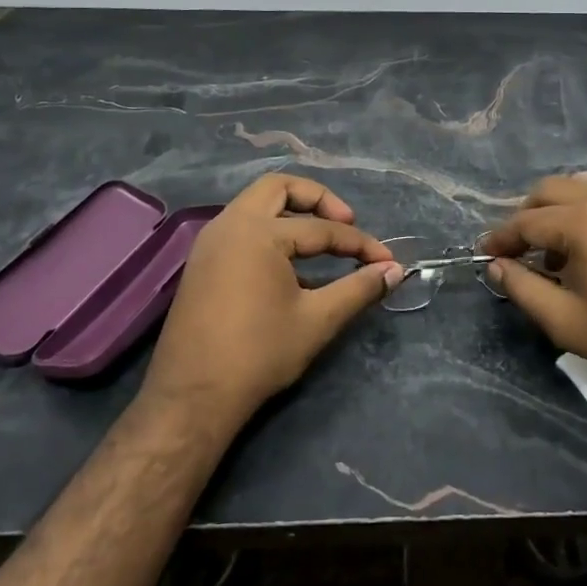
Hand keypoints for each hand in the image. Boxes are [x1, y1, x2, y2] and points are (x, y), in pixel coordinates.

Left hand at [143, 174, 401, 432]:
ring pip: (256, 205)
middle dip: (319, 200)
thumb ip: (359, 289)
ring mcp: (210, 242)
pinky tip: (292, 265)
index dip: (359, 244)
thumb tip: (394, 271)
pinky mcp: (202, 263)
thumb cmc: (259, 354)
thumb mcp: (318, 320)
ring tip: (322, 242)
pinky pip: (242, 228)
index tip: (386, 261)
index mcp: (258, 232)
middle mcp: (230, 224)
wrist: (193, 397)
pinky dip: (271, 231)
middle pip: (279, 188)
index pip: (321, 228)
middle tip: (346, 224)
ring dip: (292, 213)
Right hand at [482, 178, 586, 395]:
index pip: (525, 221)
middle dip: (527, 216)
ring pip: (582, 188)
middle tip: (520, 250)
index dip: (501, 239)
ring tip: (560, 254)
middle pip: (550, 190)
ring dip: (560, 213)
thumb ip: (523, 289)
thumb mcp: (568, 322)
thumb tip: (498, 267)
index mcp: (583, 220)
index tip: (486, 255)